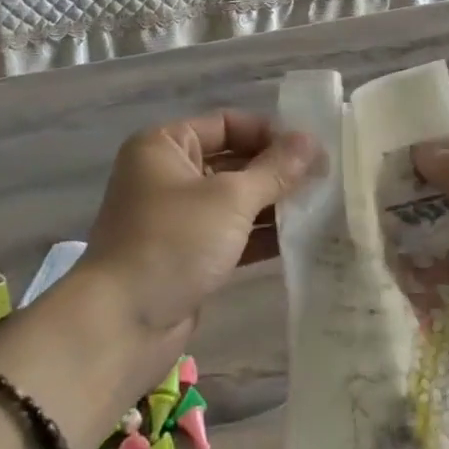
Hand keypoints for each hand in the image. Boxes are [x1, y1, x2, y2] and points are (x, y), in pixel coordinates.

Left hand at [69, 112, 316, 386]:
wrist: (123, 324)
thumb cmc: (173, 242)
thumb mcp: (230, 198)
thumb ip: (275, 170)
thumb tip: (311, 141)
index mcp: (165, 146)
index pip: (226, 123)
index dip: (269, 132)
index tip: (312, 149)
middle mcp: (168, 175)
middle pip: (232, 161)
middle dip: (276, 171)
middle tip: (325, 178)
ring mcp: (178, 218)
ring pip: (234, 200)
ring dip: (274, 204)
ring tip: (322, 206)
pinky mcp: (189, 255)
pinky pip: (232, 234)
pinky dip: (261, 235)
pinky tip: (301, 238)